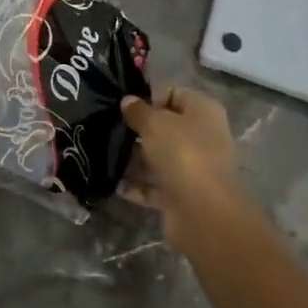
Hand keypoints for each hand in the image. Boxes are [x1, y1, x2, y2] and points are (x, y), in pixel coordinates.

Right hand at [120, 87, 248, 248]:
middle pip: (164, 127)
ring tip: (103, 152)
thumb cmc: (183, 153)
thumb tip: (128, 101)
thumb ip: (138, 110)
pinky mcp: (182, 196)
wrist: (203, 213)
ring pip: (158, 157)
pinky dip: (136, 185)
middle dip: (137, 128)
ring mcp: (193, 168)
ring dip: (133, 158)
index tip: (121, 102)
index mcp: (203, 112)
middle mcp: (202, 137)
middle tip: (107, 126)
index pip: (173, 94)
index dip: (147, 96)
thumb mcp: (154, 122)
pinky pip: (154, 185)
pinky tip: (113, 182)